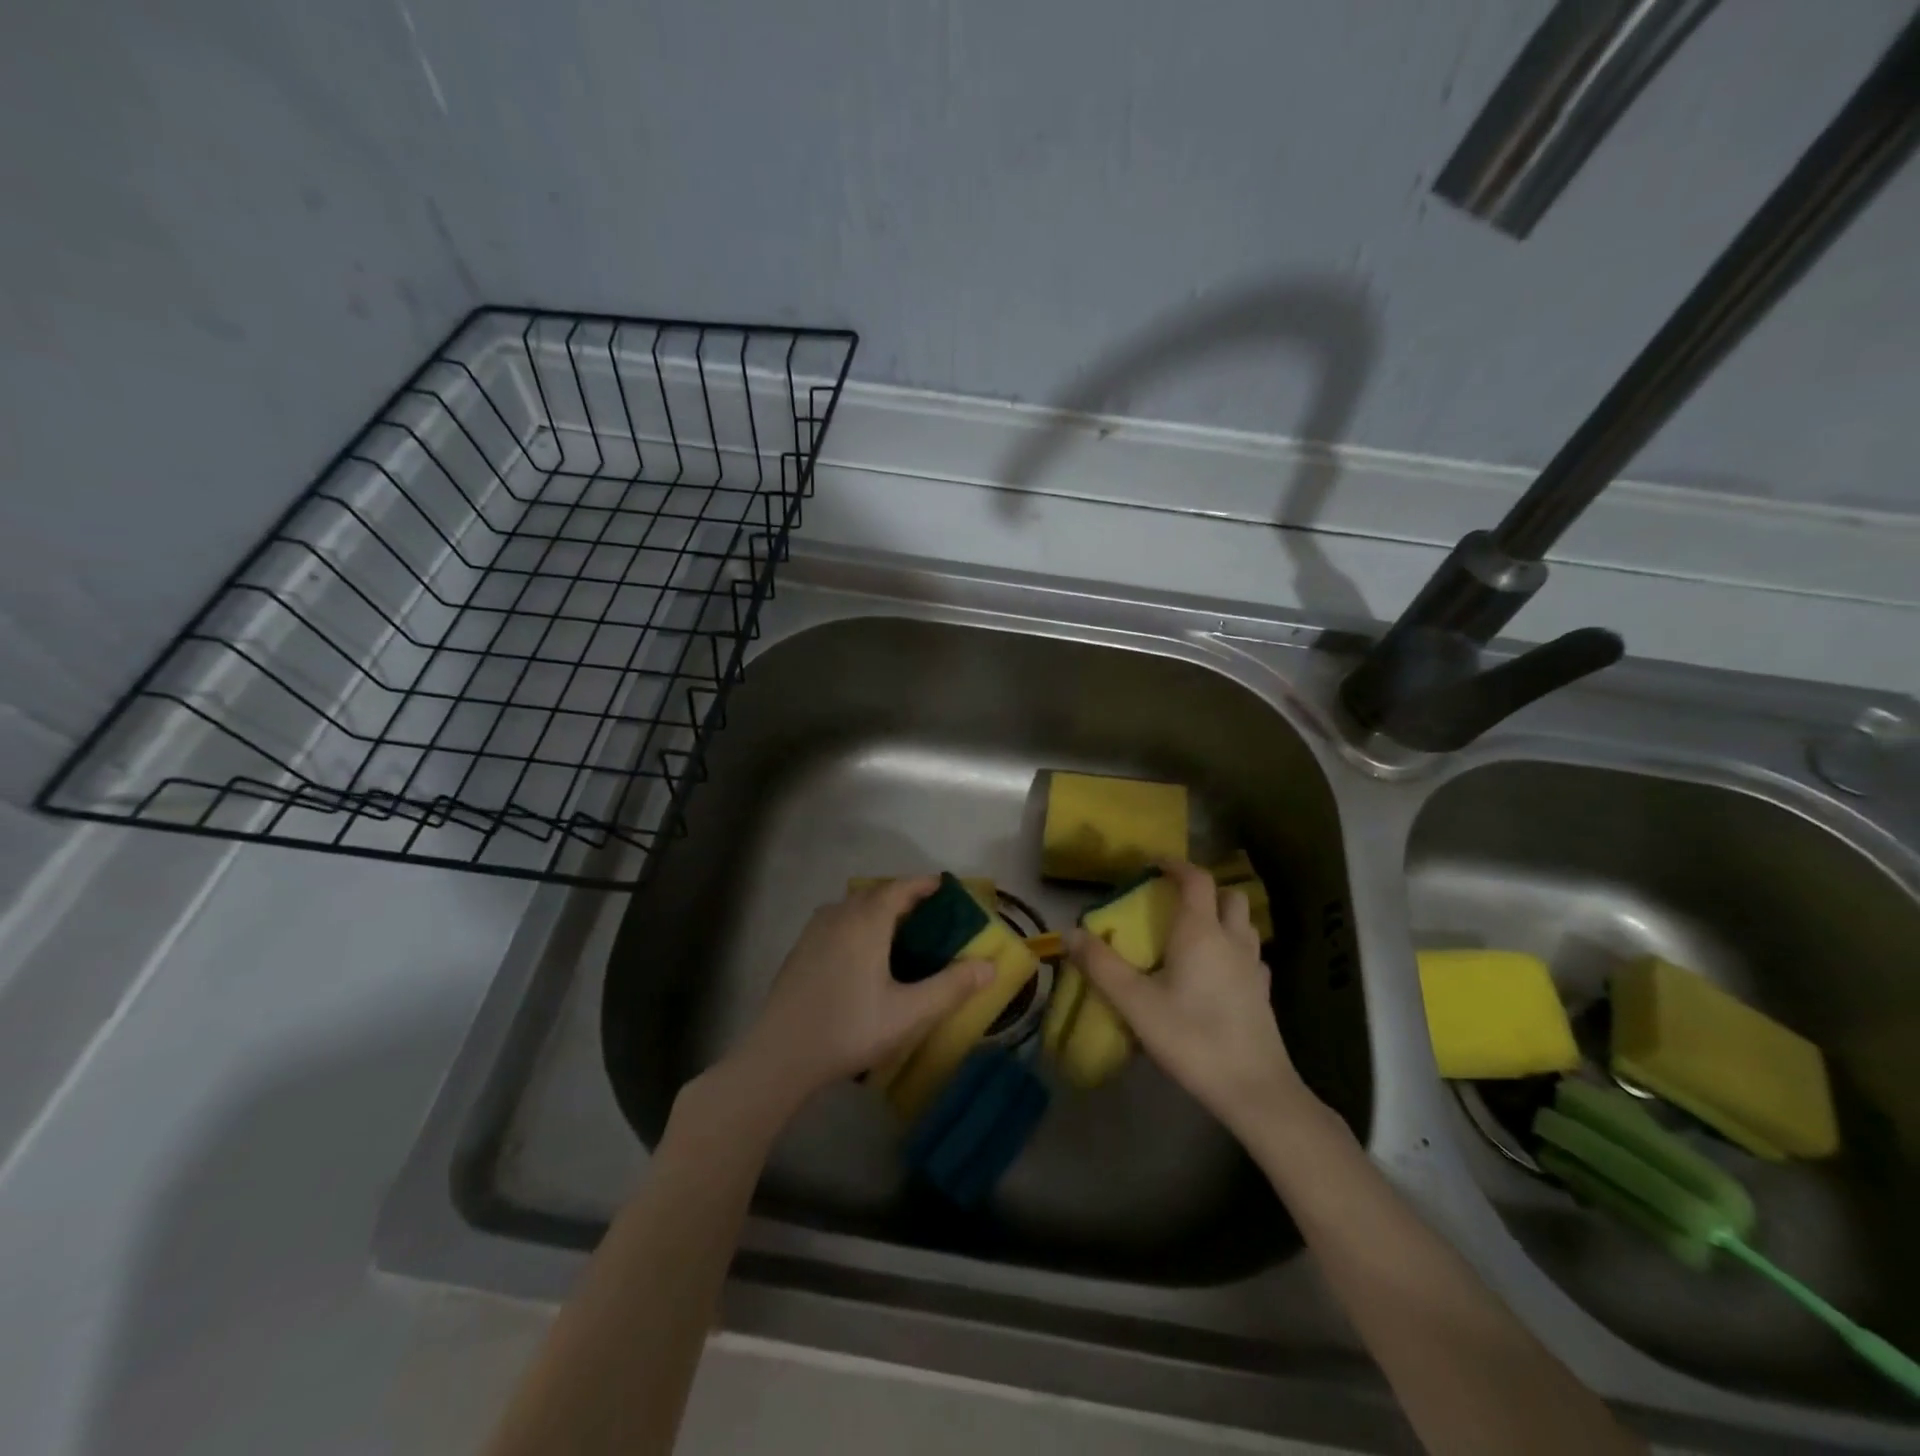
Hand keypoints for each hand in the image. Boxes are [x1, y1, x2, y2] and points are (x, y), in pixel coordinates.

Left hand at [721, 877, 992, 1115]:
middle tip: (930, 917)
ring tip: (900, 933)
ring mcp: (815, 930)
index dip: (925, 885)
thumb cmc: (849, 1028)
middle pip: (877, 893)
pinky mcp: (800, 949)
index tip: (947, 890)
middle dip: (905, 897)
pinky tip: (863, 954)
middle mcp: (840, 915)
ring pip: (854, 906)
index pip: (901, 888)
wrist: (780, 1055)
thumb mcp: (908, 1013)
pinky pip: (837, 921)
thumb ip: (951, 987)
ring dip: (879, 909)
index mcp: (867, 921)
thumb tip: (990, 966)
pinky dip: (857, 923)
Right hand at [1065, 859, 1316, 1139]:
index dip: (1175, 865)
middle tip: (1176, 900)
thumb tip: (1071, 933)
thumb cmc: (1191, 1037)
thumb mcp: (1135, 1003)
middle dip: (1204, 889)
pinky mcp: (1263, 993)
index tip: (1154, 865)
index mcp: (1200, 932)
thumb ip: (1101, 966)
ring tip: (1195, 931)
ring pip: (1244, 923)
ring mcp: (1254, 966)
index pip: (1196, 879)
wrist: (1253, 1089)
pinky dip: (1235, 948)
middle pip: (1228, 895)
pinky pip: (1251, 955)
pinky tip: (1219, 970)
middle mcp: (1232, 940)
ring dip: (1222, 916)